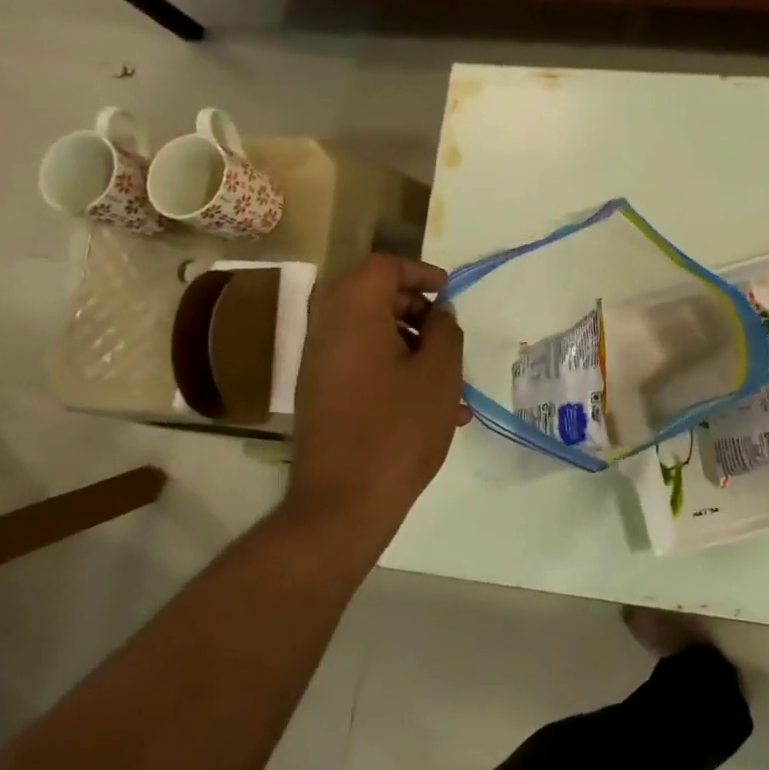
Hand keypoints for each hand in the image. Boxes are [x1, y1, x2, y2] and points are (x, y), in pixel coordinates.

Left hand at [282, 254, 469, 551]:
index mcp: (353, 315)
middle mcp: (327, 332)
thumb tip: (438, 314)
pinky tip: (431, 407)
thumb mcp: (439, 375)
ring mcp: (319, 366)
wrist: (343, 502)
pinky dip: (393, 370)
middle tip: (446, 333)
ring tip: (449, 379)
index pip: (381, 267)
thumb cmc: (398, 430)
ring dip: (409, 344)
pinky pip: (360, 365)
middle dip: (415, 309)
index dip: (418, 272)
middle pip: (370, 297)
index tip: (448, 293)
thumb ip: (445, 331)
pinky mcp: (321, 396)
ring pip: (368, 334)